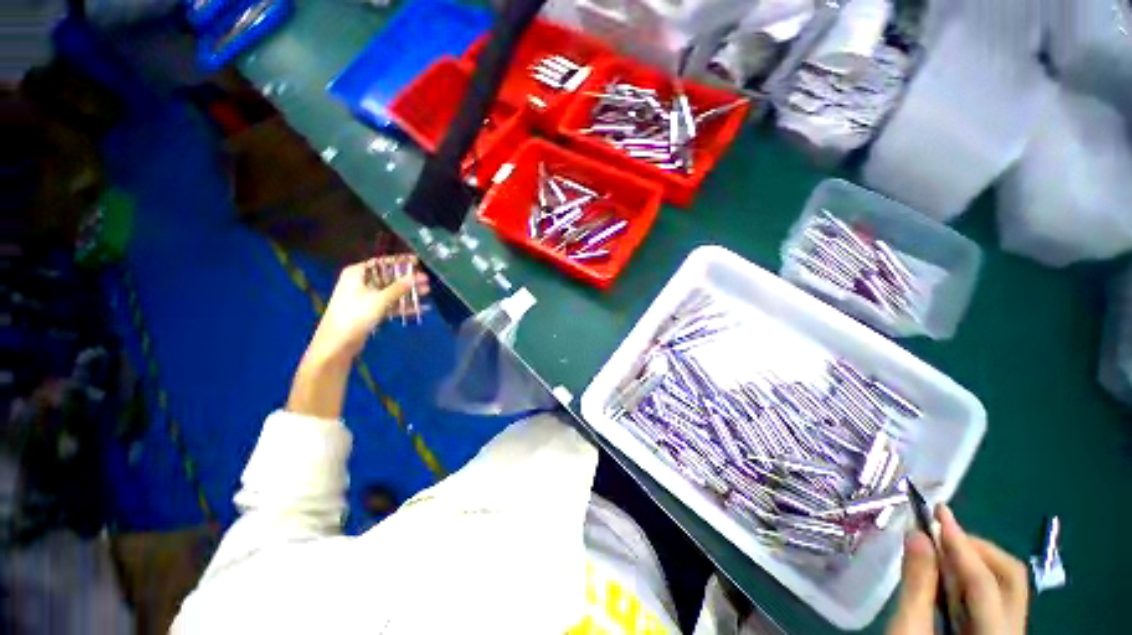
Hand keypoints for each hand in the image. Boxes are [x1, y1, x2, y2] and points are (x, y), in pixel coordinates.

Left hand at [306, 256, 429, 365]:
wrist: (338, 343)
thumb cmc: (355, 315)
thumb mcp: (380, 299)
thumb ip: (399, 287)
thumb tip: (416, 276)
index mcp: (357, 273)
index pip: (382, 262)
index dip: (400, 262)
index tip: (417, 261)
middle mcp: (360, 282)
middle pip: (389, 277)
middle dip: (408, 280)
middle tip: (426, 280)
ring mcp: (365, 297)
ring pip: (391, 291)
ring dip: (408, 293)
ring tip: (427, 292)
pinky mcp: (370, 311)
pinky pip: (390, 304)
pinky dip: (403, 306)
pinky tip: (420, 308)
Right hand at [888, 504, 1028, 634]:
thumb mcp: (908, 632)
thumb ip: (917, 585)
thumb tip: (918, 535)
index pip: (985, 584)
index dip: (961, 545)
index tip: (940, 512)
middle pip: (1012, 580)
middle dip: (978, 550)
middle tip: (943, 533)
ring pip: (1006, 587)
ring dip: (974, 561)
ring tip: (941, 548)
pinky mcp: (995, 633)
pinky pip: (993, 598)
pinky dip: (970, 578)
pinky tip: (947, 571)